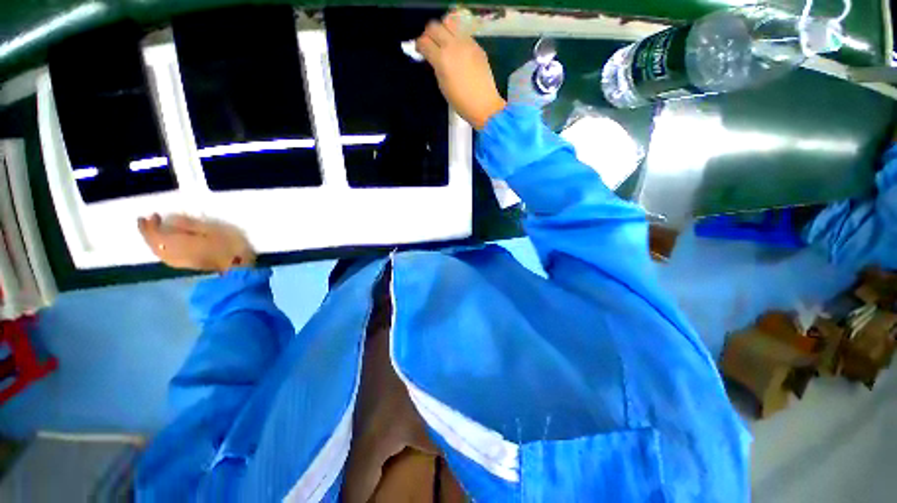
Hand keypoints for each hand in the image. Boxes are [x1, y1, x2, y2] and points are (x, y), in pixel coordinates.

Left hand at [137, 213, 254, 271]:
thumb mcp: (212, 229)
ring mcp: (178, 261)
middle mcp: (171, 254)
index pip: (155, 233)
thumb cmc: (227, 246)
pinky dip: (161, 247)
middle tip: (148, 221)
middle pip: (153, 243)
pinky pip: (165, 255)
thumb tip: (172, 219)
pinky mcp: (185, 265)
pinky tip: (167, 244)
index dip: (150, 224)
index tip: (153, 214)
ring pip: (158, 251)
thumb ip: (190, 224)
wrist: (237, 267)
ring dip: (154, 240)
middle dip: (148, 232)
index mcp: (176, 243)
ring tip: (157, 231)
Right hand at [416, 15, 505, 129]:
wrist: (483, 104)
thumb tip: (433, 57)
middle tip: (430, 44)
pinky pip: (462, 32)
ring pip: (449, 22)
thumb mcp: (442, 85)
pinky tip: (458, 50)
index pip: (424, 41)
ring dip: (443, 30)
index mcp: (442, 59)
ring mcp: (466, 42)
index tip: (420, 50)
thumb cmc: (460, 101)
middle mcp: (453, 45)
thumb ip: (436, 66)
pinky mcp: (476, 44)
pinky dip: (456, 37)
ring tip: (444, 42)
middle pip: (434, 26)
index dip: (419, 45)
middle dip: (428, 34)